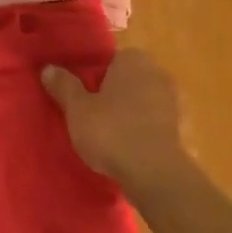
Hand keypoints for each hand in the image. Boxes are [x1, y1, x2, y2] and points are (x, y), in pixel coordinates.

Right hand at [42, 49, 194, 198]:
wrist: (155, 172)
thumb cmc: (111, 130)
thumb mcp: (77, 109)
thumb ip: (64, 86)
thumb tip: (48, 68)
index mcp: (134, 60)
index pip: (112, 61)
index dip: (97, 78)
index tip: (84, 98)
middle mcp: (158, 73)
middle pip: (130, 80)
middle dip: (115, 95)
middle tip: (93, 117)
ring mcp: (174, 101)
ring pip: (145, 102)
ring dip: (132, 115)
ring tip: (111, 138)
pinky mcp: (182, 128)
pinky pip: (156, 124)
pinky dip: (146, 133)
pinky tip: (131, 151)